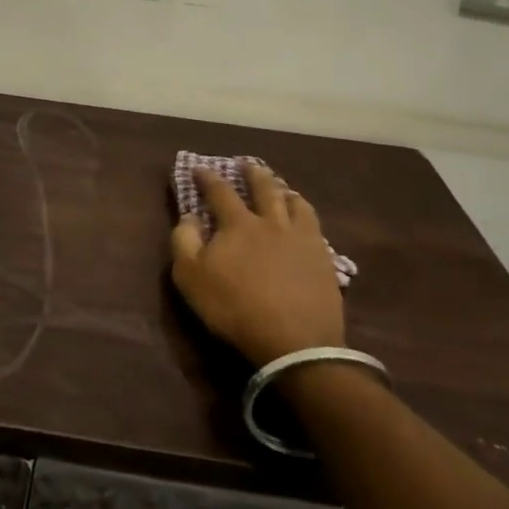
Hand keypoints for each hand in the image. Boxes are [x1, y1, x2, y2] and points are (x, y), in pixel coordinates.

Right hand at [170, 164, 344, 367]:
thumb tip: (188, 216)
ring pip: (297, 204)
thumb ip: (184, 241)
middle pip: (265, 189)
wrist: (294, 343)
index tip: (199, 168)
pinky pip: (317, 229)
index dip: (208, 178)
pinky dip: (306, 217)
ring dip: (286, 192)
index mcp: (239, 224)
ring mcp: (303, 240)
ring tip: (283, 189)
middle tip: (248, 165)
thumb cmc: (234, 307)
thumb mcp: (191, 277)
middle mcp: (273, 223)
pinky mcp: (324, 261)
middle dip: (254, 174)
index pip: (220, 192)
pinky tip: (306, 222)